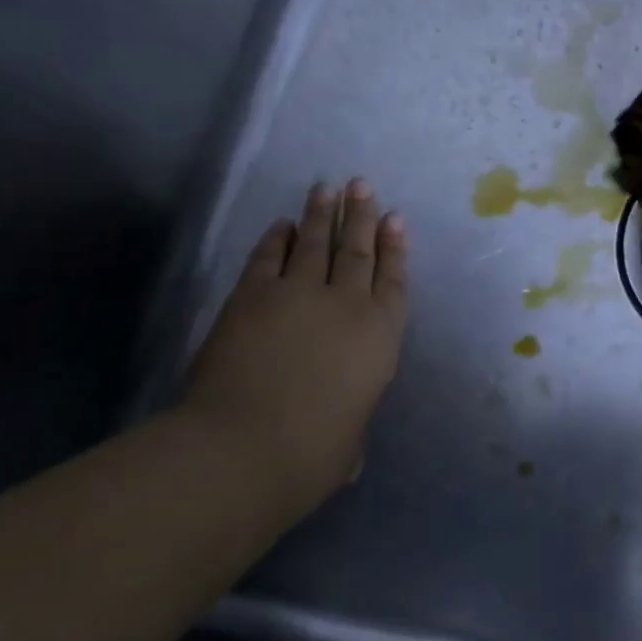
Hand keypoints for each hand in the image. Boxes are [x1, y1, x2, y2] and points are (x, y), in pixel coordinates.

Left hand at [179, 178, 407, 512]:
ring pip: (315, 244)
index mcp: (380, 336)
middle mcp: (345, 305)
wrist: (244, 448)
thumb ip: (350, 421)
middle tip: (362, 186)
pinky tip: (281, 224)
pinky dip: (275, 239)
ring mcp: (296, 295)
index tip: (396, 219)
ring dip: (322, 215)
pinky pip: (268, 258)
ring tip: (328, 188)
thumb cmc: (312, 454)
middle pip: (358, 252)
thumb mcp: (350, 442)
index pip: (393, 281)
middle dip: (362, 217)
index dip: (395, 248)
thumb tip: (342, 432)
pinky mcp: (251, 297)